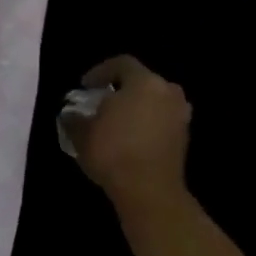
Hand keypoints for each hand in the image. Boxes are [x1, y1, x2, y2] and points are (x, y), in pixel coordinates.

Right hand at [64, 55, 196, 218]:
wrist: (150, 191)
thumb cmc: (113, 152)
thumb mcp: (81, 133)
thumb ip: (75, 118)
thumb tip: (71, 114)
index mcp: (144, 82)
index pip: (121, 64)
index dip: (100, 72)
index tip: (85, 86)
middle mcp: (167, 92)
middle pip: (142, 82)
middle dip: (121, 90)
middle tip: (102, 103)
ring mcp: (180, 116)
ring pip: (154, 102)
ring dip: (136, 108)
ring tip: (116, 123)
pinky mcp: (184, 138)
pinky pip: (162, 121)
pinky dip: (147, 124)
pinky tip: (130, 139)